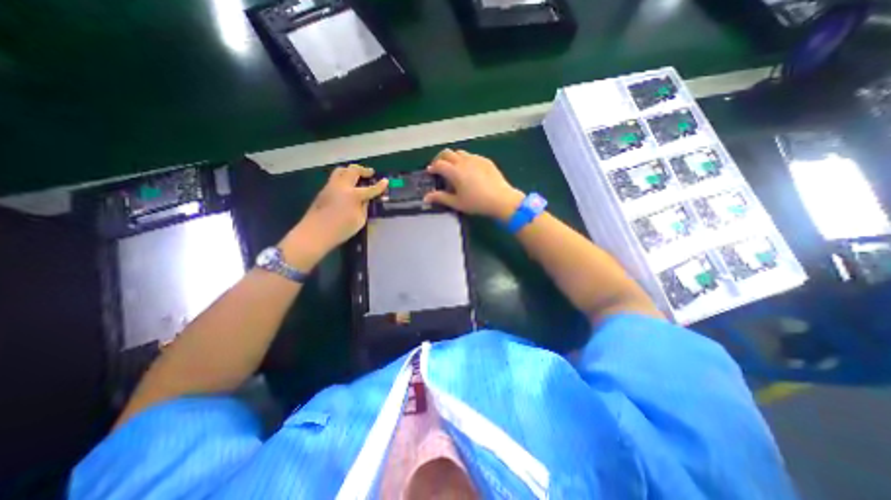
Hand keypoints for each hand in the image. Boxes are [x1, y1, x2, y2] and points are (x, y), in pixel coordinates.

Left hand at [282, 164, 387, 269]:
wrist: (315, 233)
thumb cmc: (340, 229)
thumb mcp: (359, 220)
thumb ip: (364, 207)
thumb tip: (366, 199)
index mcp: (353, 195)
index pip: (370, 188)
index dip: (380, 185)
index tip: (386, 180)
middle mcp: (341, 186)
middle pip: (353, 171)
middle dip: (364, 170)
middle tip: (370, 173)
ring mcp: (330, 186)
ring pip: (341, 170)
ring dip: (351, 170)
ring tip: (357, 176)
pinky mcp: (323, 190)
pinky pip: (335, 178)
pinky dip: (343, 177)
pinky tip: (347, 185)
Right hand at [421, 146, 524, 220]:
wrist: (501, 199)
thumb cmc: (477, 203)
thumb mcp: (457, 203)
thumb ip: (440, 198)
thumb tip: (426, 197)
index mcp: (454, 171)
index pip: (438, 164)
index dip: (432, 168)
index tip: (430, 172)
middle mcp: (463, 161)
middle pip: (447, 153)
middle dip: (440, 158)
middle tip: (439, 167)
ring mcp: (475, 159)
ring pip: (459, 152)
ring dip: (453, 157)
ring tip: (453, 168)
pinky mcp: (485, 160)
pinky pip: (471, 155)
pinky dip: (465, 160)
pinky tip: (469, 170)